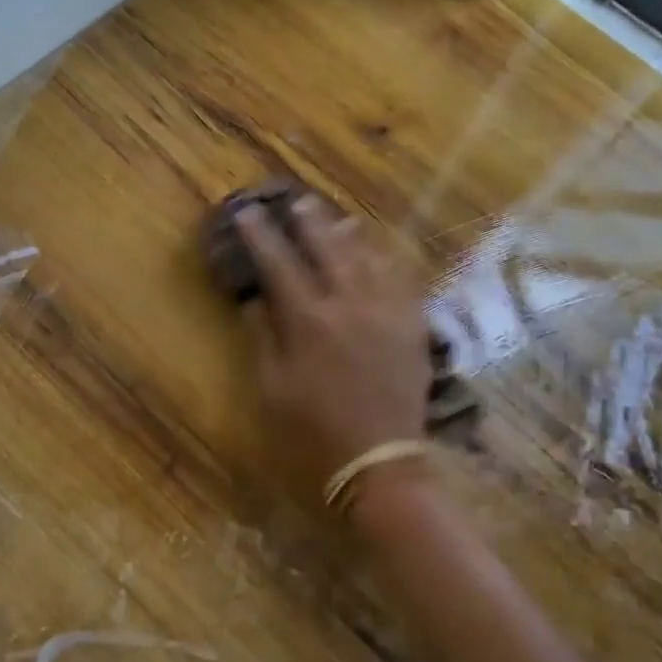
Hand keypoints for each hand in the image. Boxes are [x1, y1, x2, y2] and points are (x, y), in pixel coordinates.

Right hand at [237, 195, 431, 507]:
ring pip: (367, 257)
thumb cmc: (314, 432)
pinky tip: (379, 252)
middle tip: (295, 201)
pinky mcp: (413, 326)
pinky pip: (401, 279)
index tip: (247, 214)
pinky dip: (386, 259)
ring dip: (348, 233)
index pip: (279, 264)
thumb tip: (253, 299)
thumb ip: (263, 338)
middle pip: (327, 248)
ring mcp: (387, 312)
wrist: (380, 460)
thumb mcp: (273, 389)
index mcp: (309, 321)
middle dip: (308, 222)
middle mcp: (350, 304)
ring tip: (336, 217)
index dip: (261, 236)